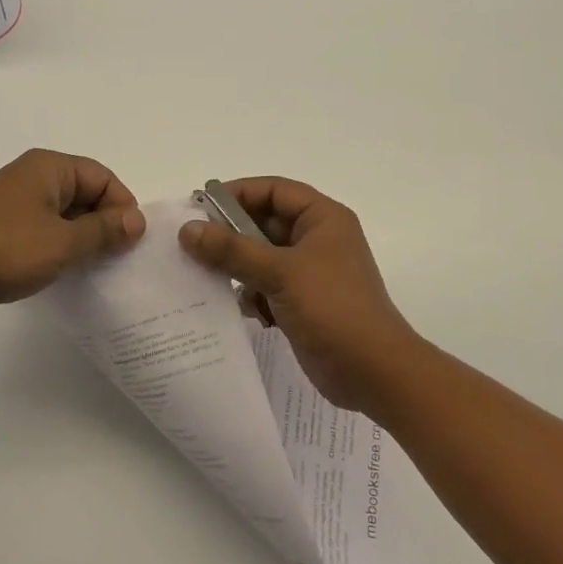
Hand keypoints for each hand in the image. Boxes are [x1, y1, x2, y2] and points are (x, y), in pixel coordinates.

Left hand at [0, 150, 145, 322]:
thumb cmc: (5, 249)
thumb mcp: (63, 242)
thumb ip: (103, 231)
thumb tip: (137, 220)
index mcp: (47, 167)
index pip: (101, 176)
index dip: (121, 205)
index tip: (130, 241)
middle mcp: (29, 177)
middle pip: (82, 192)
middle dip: (102, 222)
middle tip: (116, 257)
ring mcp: (11, 203)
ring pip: (61, 214)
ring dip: (80, 238)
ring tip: (92, 268)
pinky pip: (40, 230)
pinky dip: (56, 246)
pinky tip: (62, 272)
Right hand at [178, 178, 425, 415]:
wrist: (374, 373)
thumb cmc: (333, 309)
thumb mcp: (280, 272)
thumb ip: (232, 250)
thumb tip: (188, 229)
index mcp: (322, 219)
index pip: (273, 190)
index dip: (237, 193)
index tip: (201, 207)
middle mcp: (316, 239)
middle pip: (264, 222)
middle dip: (231, 234)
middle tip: (192, 244)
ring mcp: (309, 272)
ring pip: (261, 256)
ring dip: (237, 266)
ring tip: (208, 277)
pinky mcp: (302, 302)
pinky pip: (266, 285)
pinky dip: (251, 293)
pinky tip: (242, 309)